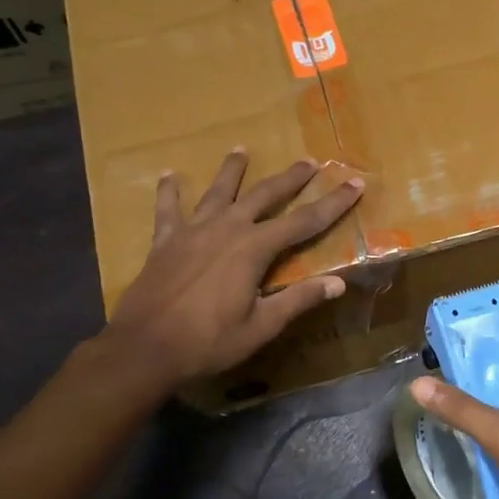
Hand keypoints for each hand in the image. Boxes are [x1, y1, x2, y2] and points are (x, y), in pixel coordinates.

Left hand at [104, 149, 362, 388]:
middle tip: (308, 161)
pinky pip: (168, 210)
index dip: (333, 203)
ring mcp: (192, 231)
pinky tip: (169, 175)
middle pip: (264, 195)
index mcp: (254, 249)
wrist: (144, 349)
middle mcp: (226, 229)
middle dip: (290, 179)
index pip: (304, 221)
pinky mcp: (165, 241)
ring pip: (218, 192)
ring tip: (241, 149)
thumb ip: (298, 300)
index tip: (354, 183)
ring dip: (232, 170)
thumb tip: (338, 283)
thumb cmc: (208, 342)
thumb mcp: (261, 326)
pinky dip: (169, 191)